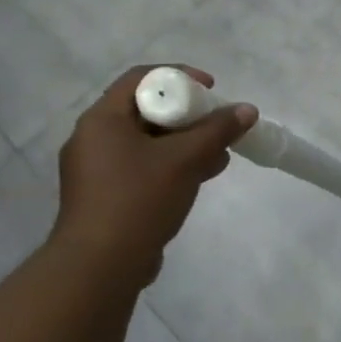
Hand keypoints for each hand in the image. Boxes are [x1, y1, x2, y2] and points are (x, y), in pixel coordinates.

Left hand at [51, 65, 257, 283]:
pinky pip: (144, 166)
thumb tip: (247, 110)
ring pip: (148, 141)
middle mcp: (94, 138)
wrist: (101, 264)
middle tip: (219, 124)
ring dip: (186, 142)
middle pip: (146, 110)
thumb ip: (217, 130)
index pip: (141, 78)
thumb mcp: (185, 159)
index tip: (212, 89)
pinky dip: (173, 164)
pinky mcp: (107, 195)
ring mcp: (98, 169)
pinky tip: (201, 176)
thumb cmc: (139, 199)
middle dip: (189, 114)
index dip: (180, 77)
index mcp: (102, 120)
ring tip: (219, 155)